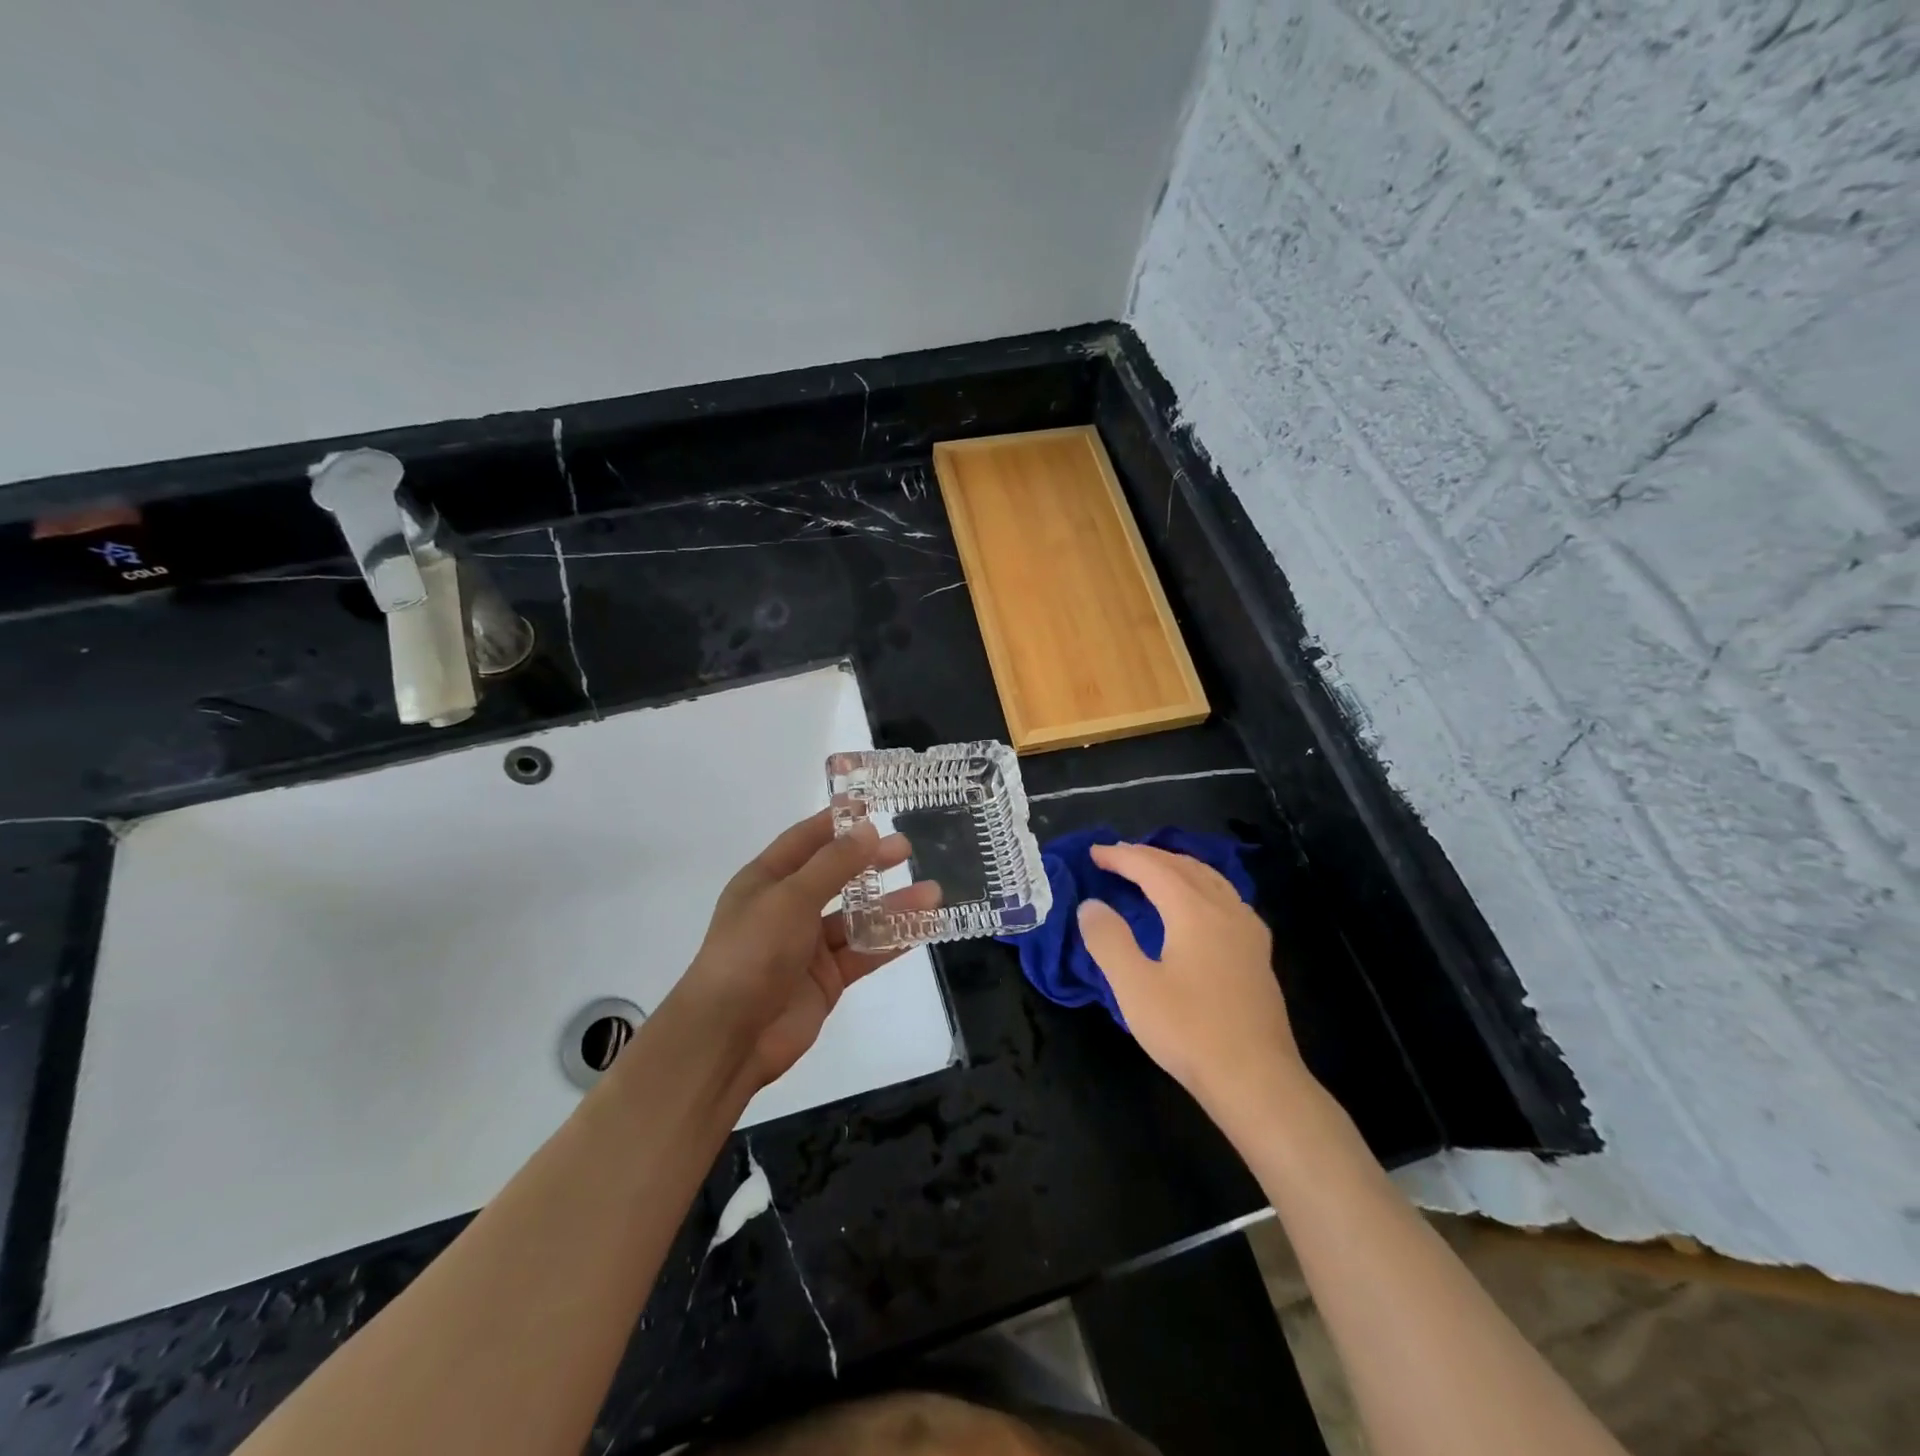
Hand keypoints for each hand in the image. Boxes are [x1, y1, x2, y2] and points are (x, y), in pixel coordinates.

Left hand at [672, 810, 939, 1091]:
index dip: (836, 823)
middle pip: (836, 877)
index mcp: (766, 880)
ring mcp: (808, 945)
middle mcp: (788, 908)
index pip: (805, 841)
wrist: (729, 1037)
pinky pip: (864, 952)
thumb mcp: (791, 898)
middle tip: (906, 848)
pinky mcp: (827, 978)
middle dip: (870, 862)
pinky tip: (924, 928)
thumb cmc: (752, 953)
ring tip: (933, 892)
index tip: (871, 807)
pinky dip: (892, 940)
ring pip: (858, 917)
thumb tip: (868, 829)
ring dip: (892, 905)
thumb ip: (833, 864)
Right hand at [1076, 842, 1305, 1125]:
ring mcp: (1248, 931)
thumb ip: (1108, 939)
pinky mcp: (1258, 954)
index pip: (1152, 868)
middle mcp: (1225, 910)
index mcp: (1194, 911)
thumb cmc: (1189, 1031)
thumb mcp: (1134, 987)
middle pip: (1184, 866)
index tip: (1094, 853)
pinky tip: (1197, 904)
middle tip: (1116, 856)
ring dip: (1176, 866)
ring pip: (1210, 878)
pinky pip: (1226, 898)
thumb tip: (1091, 905)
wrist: (1256, 1080)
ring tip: (1152, 869)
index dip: (1121, 857)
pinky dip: (1200, 885)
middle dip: (1147, 856)